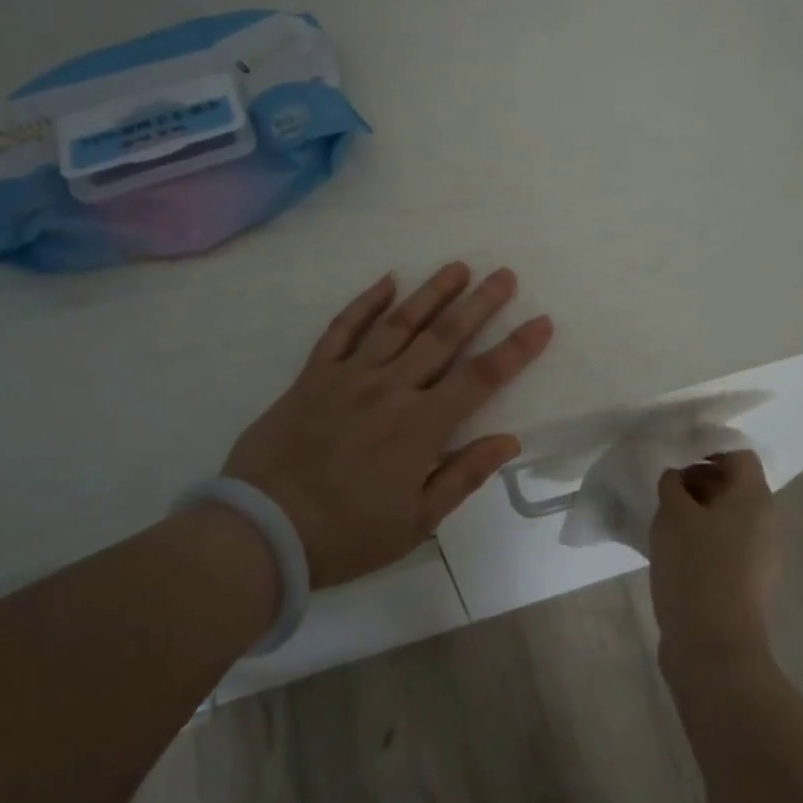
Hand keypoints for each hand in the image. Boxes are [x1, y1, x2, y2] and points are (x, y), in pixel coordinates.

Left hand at [223, 263, 552, 587]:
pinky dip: (365, 304)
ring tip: (458, 267)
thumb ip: (463, 476)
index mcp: (421, 426)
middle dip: (479, 304)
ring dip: (431, 293)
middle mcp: (391, 389)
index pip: (481, 378)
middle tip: (504, 275)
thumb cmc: (347, 534)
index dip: (515, 349)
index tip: (541, 322)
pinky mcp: (313, 375)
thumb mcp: (416, 523)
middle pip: (444, 338)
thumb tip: (509, 440)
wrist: (261, 531)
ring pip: (399, 324)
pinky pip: (342, 330)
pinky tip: (386, 282)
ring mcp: (349, 377)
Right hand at [649, 450, 781, 682]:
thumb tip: (677, 478)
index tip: (675, 459)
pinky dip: (705, 540)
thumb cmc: (695, 567)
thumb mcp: (673, 514)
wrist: (714, 647)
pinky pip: (728, 545)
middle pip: (735, 486)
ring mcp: (762, 556)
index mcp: (755, 498)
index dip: (707, 449)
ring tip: (665, 521)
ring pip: (730, 517)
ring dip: (699, 513)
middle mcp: (767, 522)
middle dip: (700, 482)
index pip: (739, 456)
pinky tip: (675, 552)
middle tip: (665, 490)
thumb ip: (672, 485)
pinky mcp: (749, 583)